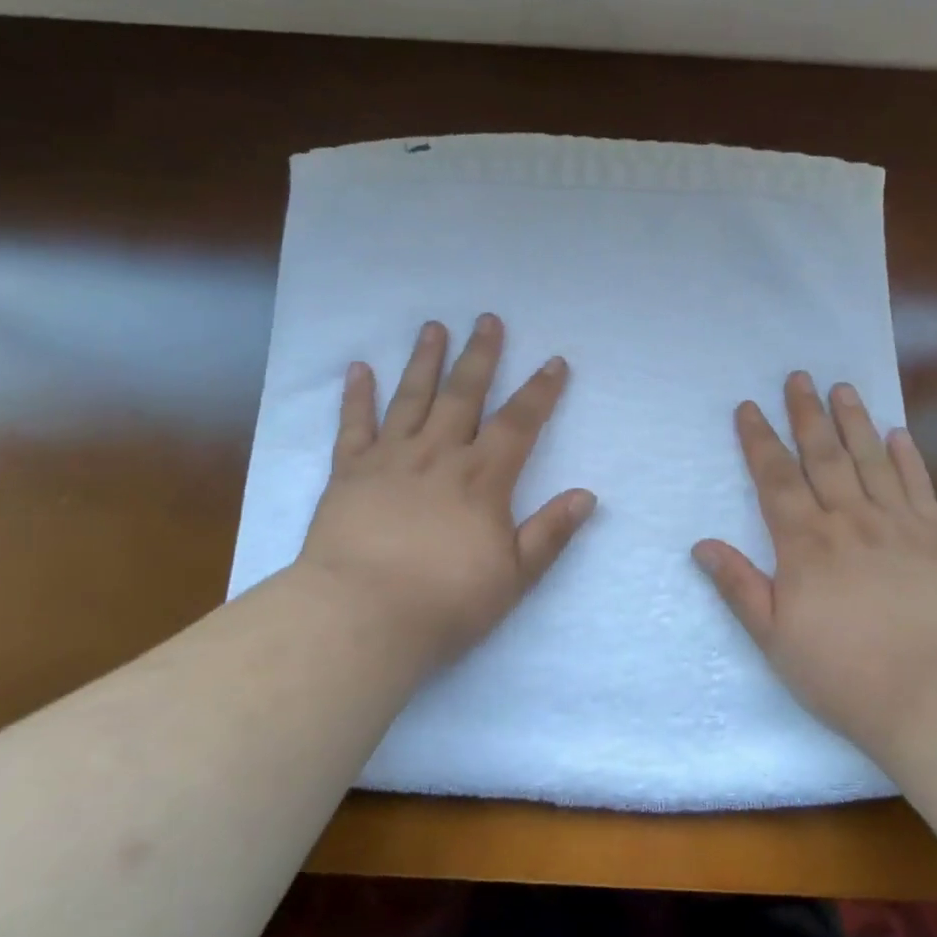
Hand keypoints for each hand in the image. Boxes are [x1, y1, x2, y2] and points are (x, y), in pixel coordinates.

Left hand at [296, 314, 595, 673]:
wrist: (361, 617)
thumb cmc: (444, 602)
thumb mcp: (514, 576)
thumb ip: (550, 532)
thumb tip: (587, 495)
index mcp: (481, 478)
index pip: (519, 422)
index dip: (540, 391)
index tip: (554, 362)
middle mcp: (438, 454)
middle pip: (464, 394)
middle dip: (480, 355)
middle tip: (487, 319)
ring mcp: (390, 458)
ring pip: (411, 397)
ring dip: (424, 360)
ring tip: (433, 327)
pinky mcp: (349, 472)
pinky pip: (354, 425)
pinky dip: (357, 395)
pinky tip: (359, 368)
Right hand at [693, 373, 936, 760]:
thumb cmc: (845, 673)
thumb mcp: (775, 639)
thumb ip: (739, 587)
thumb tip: (702, 544)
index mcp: (805, 544)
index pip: (775, 478)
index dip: (759, 440)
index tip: (748, 407)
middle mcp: (849, 521)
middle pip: (823, 456)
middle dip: (806, 414)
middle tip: (798, 377)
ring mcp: (896, 527)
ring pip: (870, 461)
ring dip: (854, 421)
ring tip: (842, 388)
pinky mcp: (936, 542)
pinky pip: (918, 488)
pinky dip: (908, 458)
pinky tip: (899, 434)